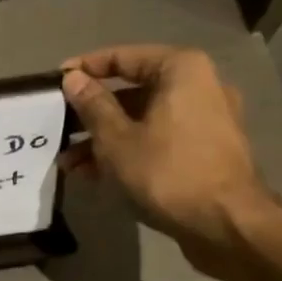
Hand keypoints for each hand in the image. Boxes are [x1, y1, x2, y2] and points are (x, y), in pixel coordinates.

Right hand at [59, 45, 277, 274]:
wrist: (226, 223)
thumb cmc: (167, 172)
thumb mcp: (116, 139)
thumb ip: (92, 105)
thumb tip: (73, 78)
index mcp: (181, 70)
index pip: (123, 57)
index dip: (85, 68)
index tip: (55, 82)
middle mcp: (199, 86)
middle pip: (133, 91)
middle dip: (92, 114)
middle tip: (59, 128)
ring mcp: (206, 120)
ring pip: (143, 120)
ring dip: (104, 139)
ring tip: (69, 163)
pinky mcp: (205, 150)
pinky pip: (158, 140)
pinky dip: (129, 151)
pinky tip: (96, 175)